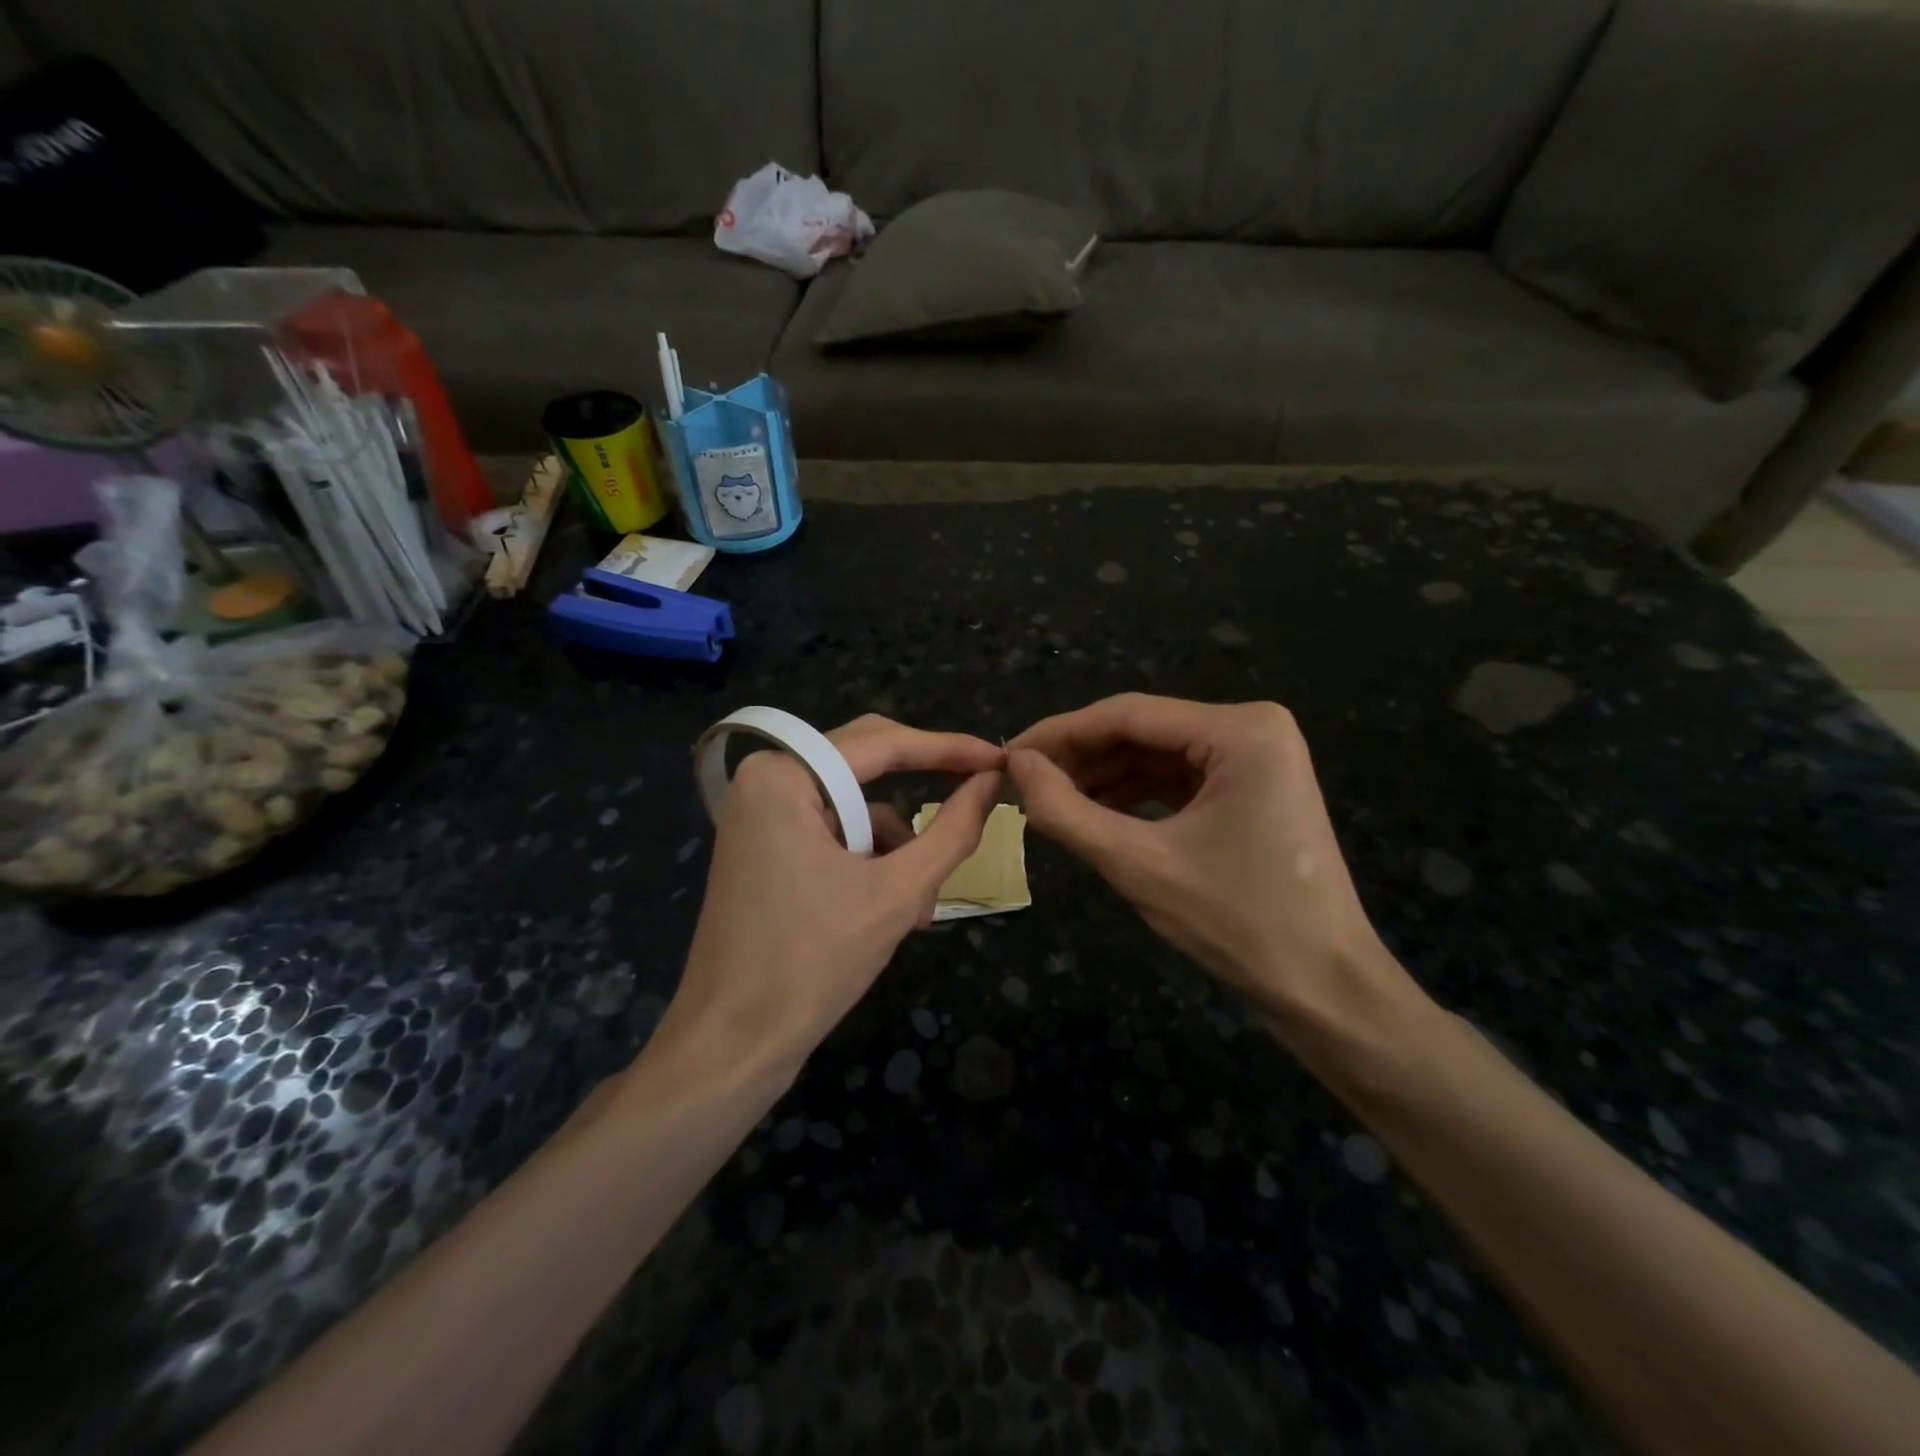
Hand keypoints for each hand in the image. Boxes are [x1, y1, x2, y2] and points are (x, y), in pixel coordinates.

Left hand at [664, 715, 1003, 1073]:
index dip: (949, 748)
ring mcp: (761, 815)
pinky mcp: (765, 847)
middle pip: (866, 766)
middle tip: (979, 796)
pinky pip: (834, 834)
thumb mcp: (898, 893)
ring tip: (919, 907)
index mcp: (783, 776)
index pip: (882, 743)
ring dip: (896, 850)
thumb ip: (952, 831)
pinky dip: (870, 864)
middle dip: (921, 796)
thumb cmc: (813, 963)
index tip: (1000, 758)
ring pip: (855, 809)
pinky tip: (891, 913)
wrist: (731, 1045)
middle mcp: (766, 781)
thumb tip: (992, 782)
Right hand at [1008, 694, 1409, 1039]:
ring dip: (1102, 778)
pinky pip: (1176, 780)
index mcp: (1240, 730)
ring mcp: (1256, 758)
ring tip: (1048, 804)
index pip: (1127, 714)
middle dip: (1080, 758)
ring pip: (1155, 755)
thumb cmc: (1237, 923)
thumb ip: (1065, 810)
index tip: (1007, 757)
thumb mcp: (1138, 863)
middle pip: (1142, 731)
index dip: (1059, 734)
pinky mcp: (1250, 789)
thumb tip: (1016, 766)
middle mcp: (1252, 728)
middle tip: (1022, 786)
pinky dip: (1133, 796)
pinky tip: (1092, 814)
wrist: (1324, 988)